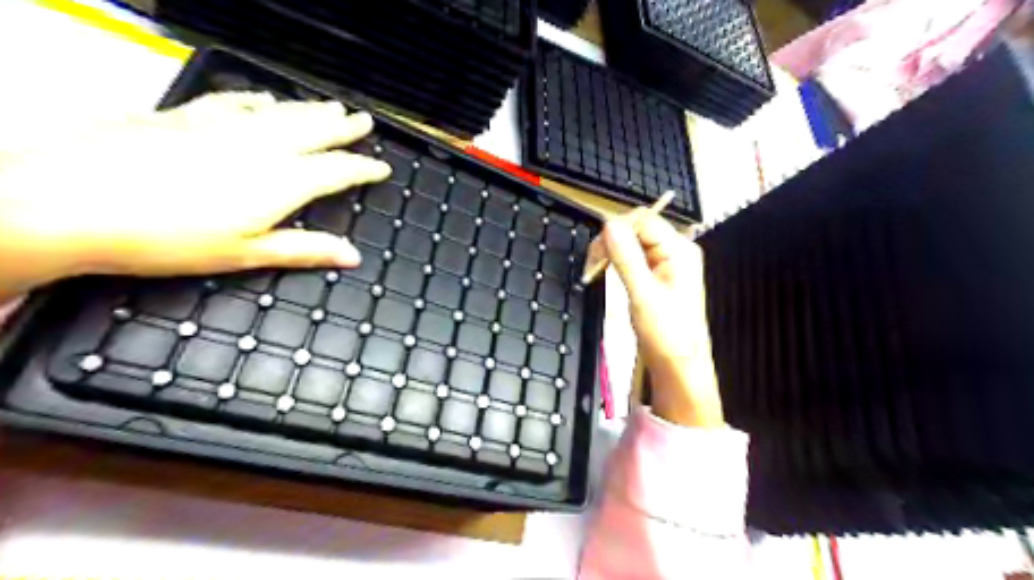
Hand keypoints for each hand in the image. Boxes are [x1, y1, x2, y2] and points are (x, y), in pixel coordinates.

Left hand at [1, 93, 391, 301]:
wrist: (71, 201)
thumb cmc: (169, 239)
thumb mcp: (246, 254)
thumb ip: (304, 249)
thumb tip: (354, 256)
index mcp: (281, 182)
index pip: (337, 170)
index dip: (364, 168)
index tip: (382, 167)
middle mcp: (260, 147)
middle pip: (313, 131)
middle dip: (343, 128)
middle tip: (364, 121)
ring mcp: (222, 127)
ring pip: (280, 113)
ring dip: (309, 110)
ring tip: (331, 106)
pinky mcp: (185, 117)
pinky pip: (232, 102)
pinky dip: (256, 100)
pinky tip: (264, 98)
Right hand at [593, 210, 719, 426]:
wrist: (677, 366)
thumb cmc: (667, 334)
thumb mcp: (643, 294)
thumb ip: (626, 258)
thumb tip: (609, 225)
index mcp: (679, 251)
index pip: (643, 220)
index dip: (617, 230)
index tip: (596, 252)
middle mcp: (675, 251)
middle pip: (637, 229)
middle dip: (611, 241)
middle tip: (593, 265)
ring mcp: (666, 263)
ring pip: (632, 242)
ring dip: (611, 252)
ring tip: (596, 270)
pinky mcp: (656, 275)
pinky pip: (633, 257)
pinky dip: (617, 262)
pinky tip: (607, 273)